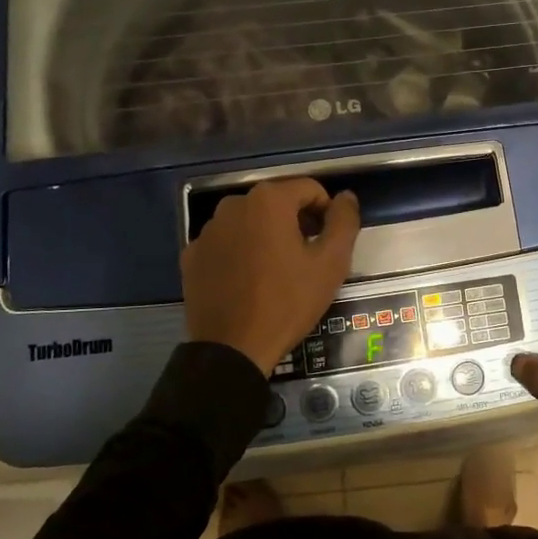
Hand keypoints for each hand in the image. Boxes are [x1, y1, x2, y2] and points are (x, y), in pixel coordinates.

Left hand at [180, 178, 361, 375]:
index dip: (326, 213)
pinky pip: (226, 243)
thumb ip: (343, 222)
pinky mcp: (192, 255)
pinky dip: (240, 253)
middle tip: (307, 259)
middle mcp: (233, 204)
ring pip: (250, 222)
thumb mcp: (331, 263)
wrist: (233, 349)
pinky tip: (248, 281)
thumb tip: (345, 197)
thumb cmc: (288, 302)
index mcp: (269, 200)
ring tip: (277, 272)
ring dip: (267, 236)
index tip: (328, 243)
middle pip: (277, 203)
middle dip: (296, 223)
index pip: (309, 189)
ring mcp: (208, 230)